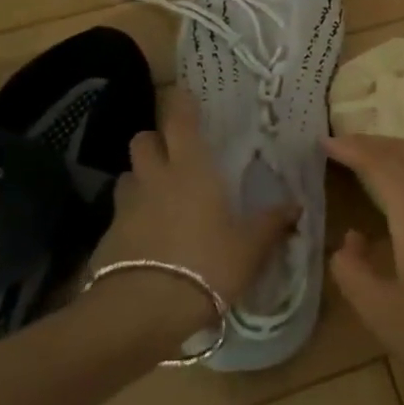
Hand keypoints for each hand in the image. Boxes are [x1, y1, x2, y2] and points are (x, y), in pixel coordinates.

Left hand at [88, 88, 295, 339]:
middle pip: (143, 140)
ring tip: (158, 196)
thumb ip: (272, 223)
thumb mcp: (250, 248)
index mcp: (191, 170)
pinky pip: (119, 213)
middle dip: (155, 140)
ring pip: (128, 175)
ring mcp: (126, 206)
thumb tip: (296, 206)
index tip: (185, 94)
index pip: (180, 121)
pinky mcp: (107, 236)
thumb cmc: (207, 266)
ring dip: (141, 178)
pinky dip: (132, 216)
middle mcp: (155, 178)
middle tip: (173, 154)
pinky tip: (146, 237)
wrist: (143, 310)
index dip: (181, 104)